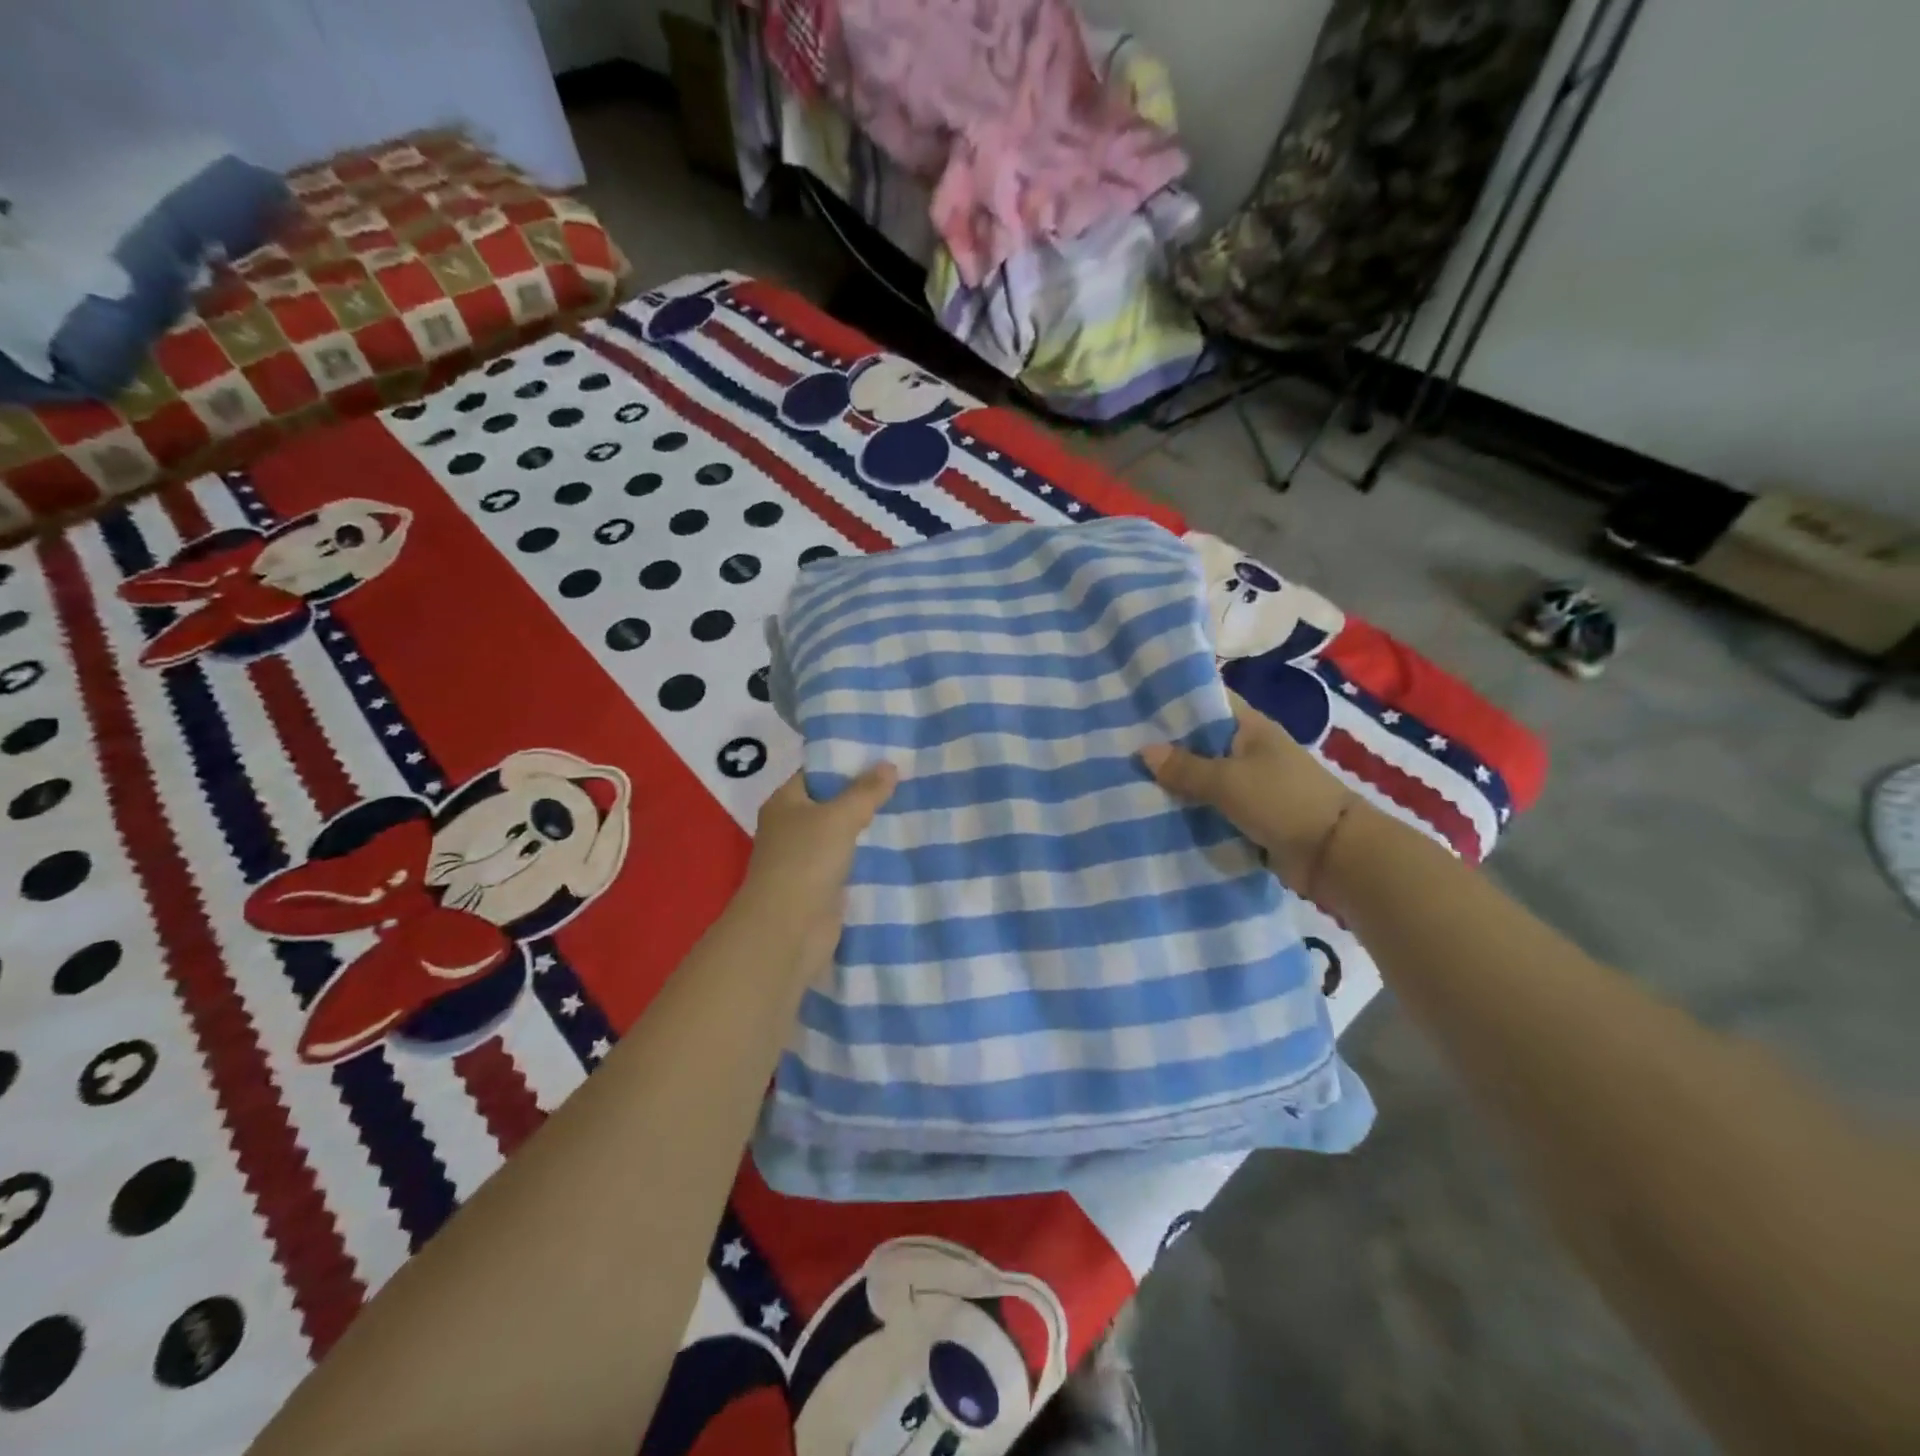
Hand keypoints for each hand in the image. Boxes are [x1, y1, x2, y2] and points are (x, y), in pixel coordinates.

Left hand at [737, 764, 898, 984]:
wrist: (788, 930)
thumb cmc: (805, 861)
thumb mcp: (839, 817)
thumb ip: (865, 791)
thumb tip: (889, 765)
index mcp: (785, 802)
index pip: (817, 772)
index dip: (848, 762)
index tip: (885, 756)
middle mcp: (792, 827)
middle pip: (832, 803)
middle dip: (865, 795)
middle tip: (906, 780)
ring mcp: (807, 858)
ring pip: (843, 834)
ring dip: (870, 827)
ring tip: (911, 809)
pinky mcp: (823, 886)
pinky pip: (850, 862)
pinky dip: (870, 856)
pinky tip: (900, 846)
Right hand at [1141, 692, 1355, 893]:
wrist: (1334, 855)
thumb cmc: (1282, 801)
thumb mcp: (1228, 781)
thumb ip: (1185, 767)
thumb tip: (1143, 750)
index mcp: (1251, 728)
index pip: (1209, 701)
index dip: (1175, 700)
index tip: (1136, 703)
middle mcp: (1249, 751)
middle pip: (1200, 742)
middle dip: (1165, 747)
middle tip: (1119, 745)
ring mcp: (1250, 784)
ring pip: (1203, 778)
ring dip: (1175, 783)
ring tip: (1126, 779)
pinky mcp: (1249, 816)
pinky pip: (1211, 808)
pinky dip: (1189, 810)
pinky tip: (1154, 811)